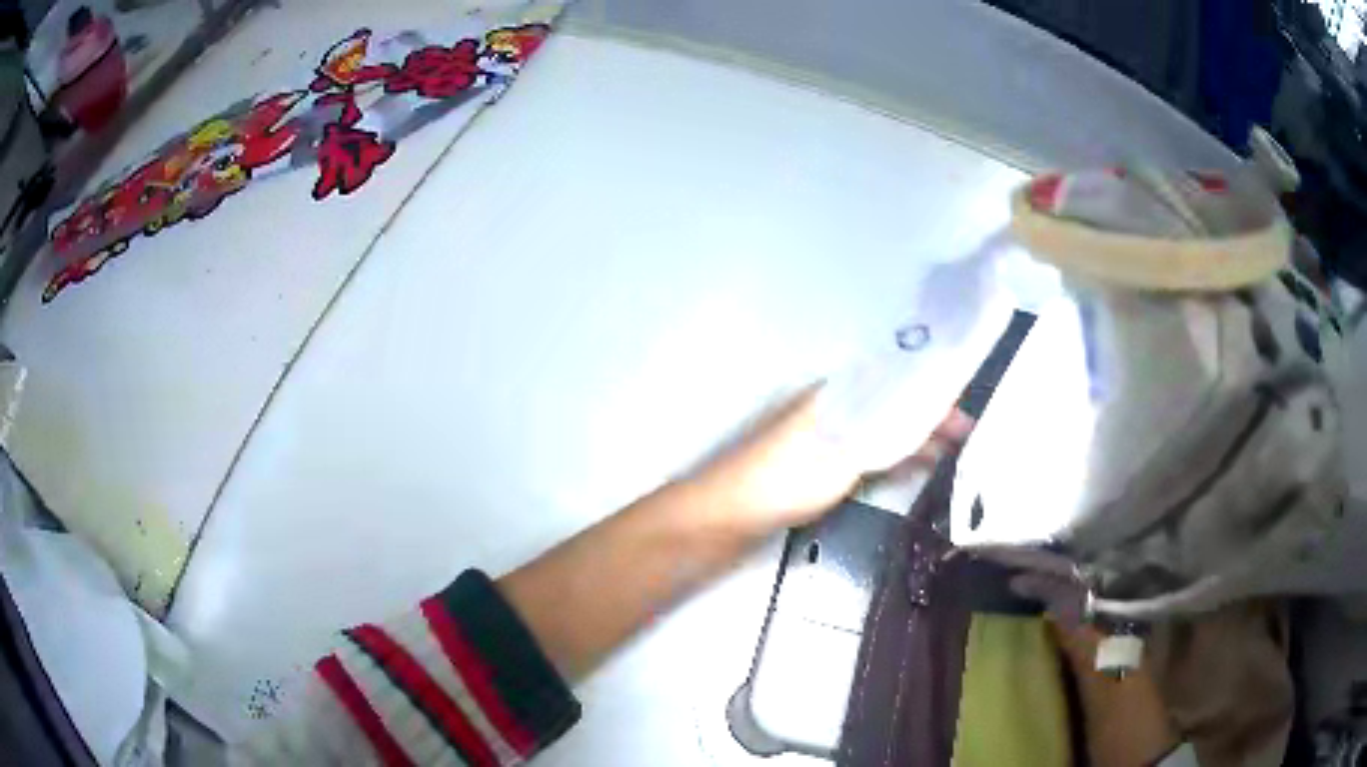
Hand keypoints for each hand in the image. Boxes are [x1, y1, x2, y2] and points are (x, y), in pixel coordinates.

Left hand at [686, 385, 973, 536]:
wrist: (726, 516)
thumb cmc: (784, 479)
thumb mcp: (843, 453)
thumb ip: (886, 434)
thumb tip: (926, 414)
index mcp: (834, 392)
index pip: (894, 381)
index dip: (929, 393)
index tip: (961, 410)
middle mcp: (830, 407)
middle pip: (888, 405)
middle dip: (926, 417)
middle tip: (965, 435)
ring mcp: (822, 437)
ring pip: (879, 430)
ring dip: (912, 438)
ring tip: (950, 451)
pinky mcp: (815, 467)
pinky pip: (865, 454)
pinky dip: (891, 458)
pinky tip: (910, 468)